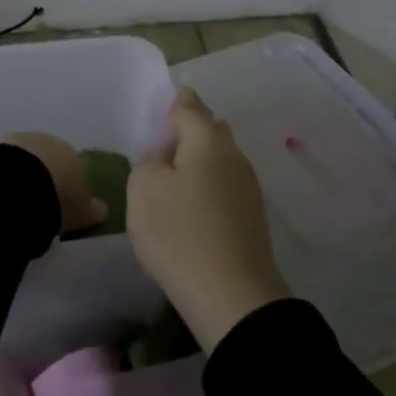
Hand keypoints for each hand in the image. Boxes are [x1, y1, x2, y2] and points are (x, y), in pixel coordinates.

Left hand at [4, 132, 108, 235]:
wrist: (20, 184)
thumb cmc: (59, 199)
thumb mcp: (83, 212)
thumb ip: (94, 210)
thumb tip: (102, 209)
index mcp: (76, 154)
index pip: (76, 167)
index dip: (69, 184)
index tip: (63, 201)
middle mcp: (51, 141)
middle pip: (50, 158)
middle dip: (46, 175)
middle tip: (39, 200)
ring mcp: (23, 140)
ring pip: (27, 157)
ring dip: (24, 172)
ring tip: (17, 198)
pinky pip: (5, 161)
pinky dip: (5, 173)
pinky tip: (2, 190)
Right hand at [125, 87, 290, 351]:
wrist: (231, 295)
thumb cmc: (179, 232)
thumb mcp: (143, 188)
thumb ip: (149, 161)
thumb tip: (165, 157)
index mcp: (207, 139)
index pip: (188, 105)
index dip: (173, 100)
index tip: (161, 101)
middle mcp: (233, 154)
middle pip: (210, 129)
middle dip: (189, 129)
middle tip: (161, 144)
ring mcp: (248, 186)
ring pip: (219, 159)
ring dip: (199, 161)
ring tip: (173, 177)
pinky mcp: (252, 216)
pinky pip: (225, 186)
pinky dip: (208, 186)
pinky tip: (192, 205)